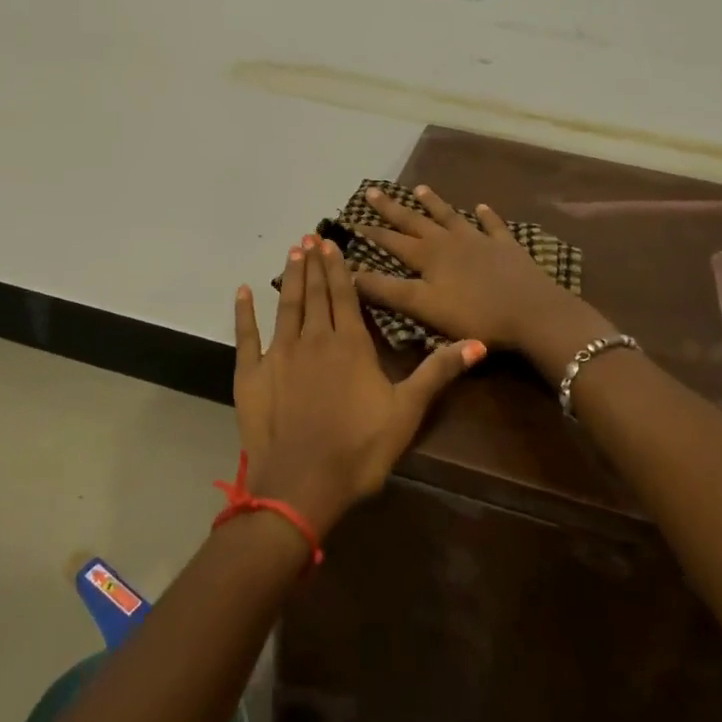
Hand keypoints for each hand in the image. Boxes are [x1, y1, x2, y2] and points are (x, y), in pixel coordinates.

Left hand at [232, 236, 484, 536]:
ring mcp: (278, 354)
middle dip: (315, 264)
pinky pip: (246, 336)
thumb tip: (478, 342)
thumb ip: (438, 372)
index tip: (331, 243)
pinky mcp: (251, 375)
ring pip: (286, 306)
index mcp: (350, 344)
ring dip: (290, 278)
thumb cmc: (360, 448)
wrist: (303, 484)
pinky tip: (243, 291)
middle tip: (310, 237)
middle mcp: (313, 339)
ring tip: (292, 252)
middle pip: (315, 294)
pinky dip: (244, 312)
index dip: (339, 268)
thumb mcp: (407, 411)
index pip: (344, 295)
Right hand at [353, 185, 606, 357]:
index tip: (352, 221)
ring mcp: (480, 241)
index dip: (371, 233)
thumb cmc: (474, 314)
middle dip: (393, 208)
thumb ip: (387, 290)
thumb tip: (350, 273)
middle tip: (373, 190)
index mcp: (428, 257)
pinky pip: (493, 226)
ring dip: (434, 203)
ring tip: (420, 188)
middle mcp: (450, 241)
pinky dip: (486, 216)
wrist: (532, 312)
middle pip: (416, 221)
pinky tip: (482, 207)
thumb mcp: (423, 306)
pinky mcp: (506, 247)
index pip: (392, 241)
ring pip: (451, 217)